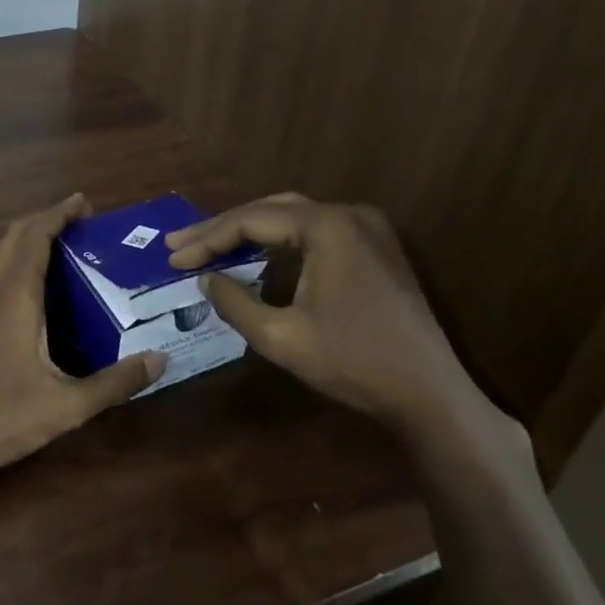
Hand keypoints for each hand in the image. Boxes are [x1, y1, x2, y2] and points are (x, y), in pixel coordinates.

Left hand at [0, 194, 164, 490]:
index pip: (35, 235)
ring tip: (63, 245)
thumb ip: (116, 382)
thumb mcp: (68, 404)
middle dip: (45, 219)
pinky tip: (35, 284)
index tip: (84, 202)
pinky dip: (15, 258)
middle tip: (80, 222)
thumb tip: (161, 360)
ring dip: (27, 237)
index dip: (58, 213)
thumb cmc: (3, 417)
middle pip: (14, 234)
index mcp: (13, 295)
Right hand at [166, 194, 480, 432]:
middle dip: (222, 228)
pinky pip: (315, 231)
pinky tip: (256, 257)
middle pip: (270, 210)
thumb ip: (234, 302)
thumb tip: (205, 280)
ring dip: (250, 232)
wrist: (432, 395)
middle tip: (181, 245)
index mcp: (327, 227)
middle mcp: (348, 214)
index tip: (172, 257)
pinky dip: (279, 242)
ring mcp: (367, 228)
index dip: (207, 239)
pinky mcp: (375, 247)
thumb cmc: (354, 364)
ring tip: (209, 247)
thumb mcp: (280, 337)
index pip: (251, 221)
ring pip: (292, 217)